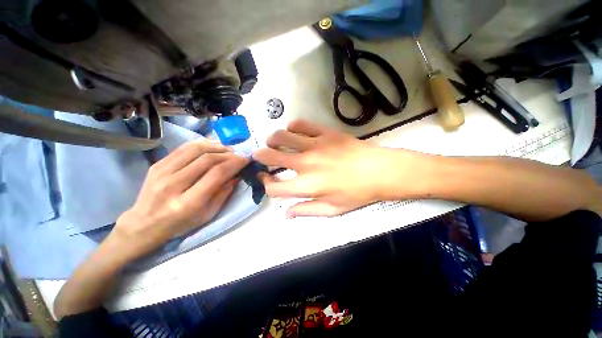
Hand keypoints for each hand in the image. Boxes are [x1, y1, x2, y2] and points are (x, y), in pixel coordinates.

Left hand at [113, 140, 248, 259]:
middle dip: (228, 154)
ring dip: (217, 147)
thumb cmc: (180, 223)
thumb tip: (237, 174)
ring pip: (196, 149)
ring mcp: (162, 171)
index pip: (217, 173)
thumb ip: (224, 193)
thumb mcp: (208, 214)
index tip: (246, 160)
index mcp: (189, 202)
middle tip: (239, 155)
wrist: (144, 223)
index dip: (235, 163)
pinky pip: (184, 148)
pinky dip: (202, 144)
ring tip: (228, 149)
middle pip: (207, 159)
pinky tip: (213, 146)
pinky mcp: (157, 164)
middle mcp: (173, 184)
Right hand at [253, 120, 416, 216]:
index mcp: (306, 186)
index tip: (268, 180)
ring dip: (273, 140)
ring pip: (282, 136)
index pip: (274, 187)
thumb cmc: (357, 194)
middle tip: (259, 156)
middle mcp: (305, 164)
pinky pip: (302, 124)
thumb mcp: (332, 210)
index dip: (267, 184)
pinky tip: (294, 131)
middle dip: (260, 157)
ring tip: (273, 142)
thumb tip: (286, 214)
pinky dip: (293, 127)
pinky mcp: (325, 133)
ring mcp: (314, 145)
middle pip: (271, 157)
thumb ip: (306, 211)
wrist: (380, 171)